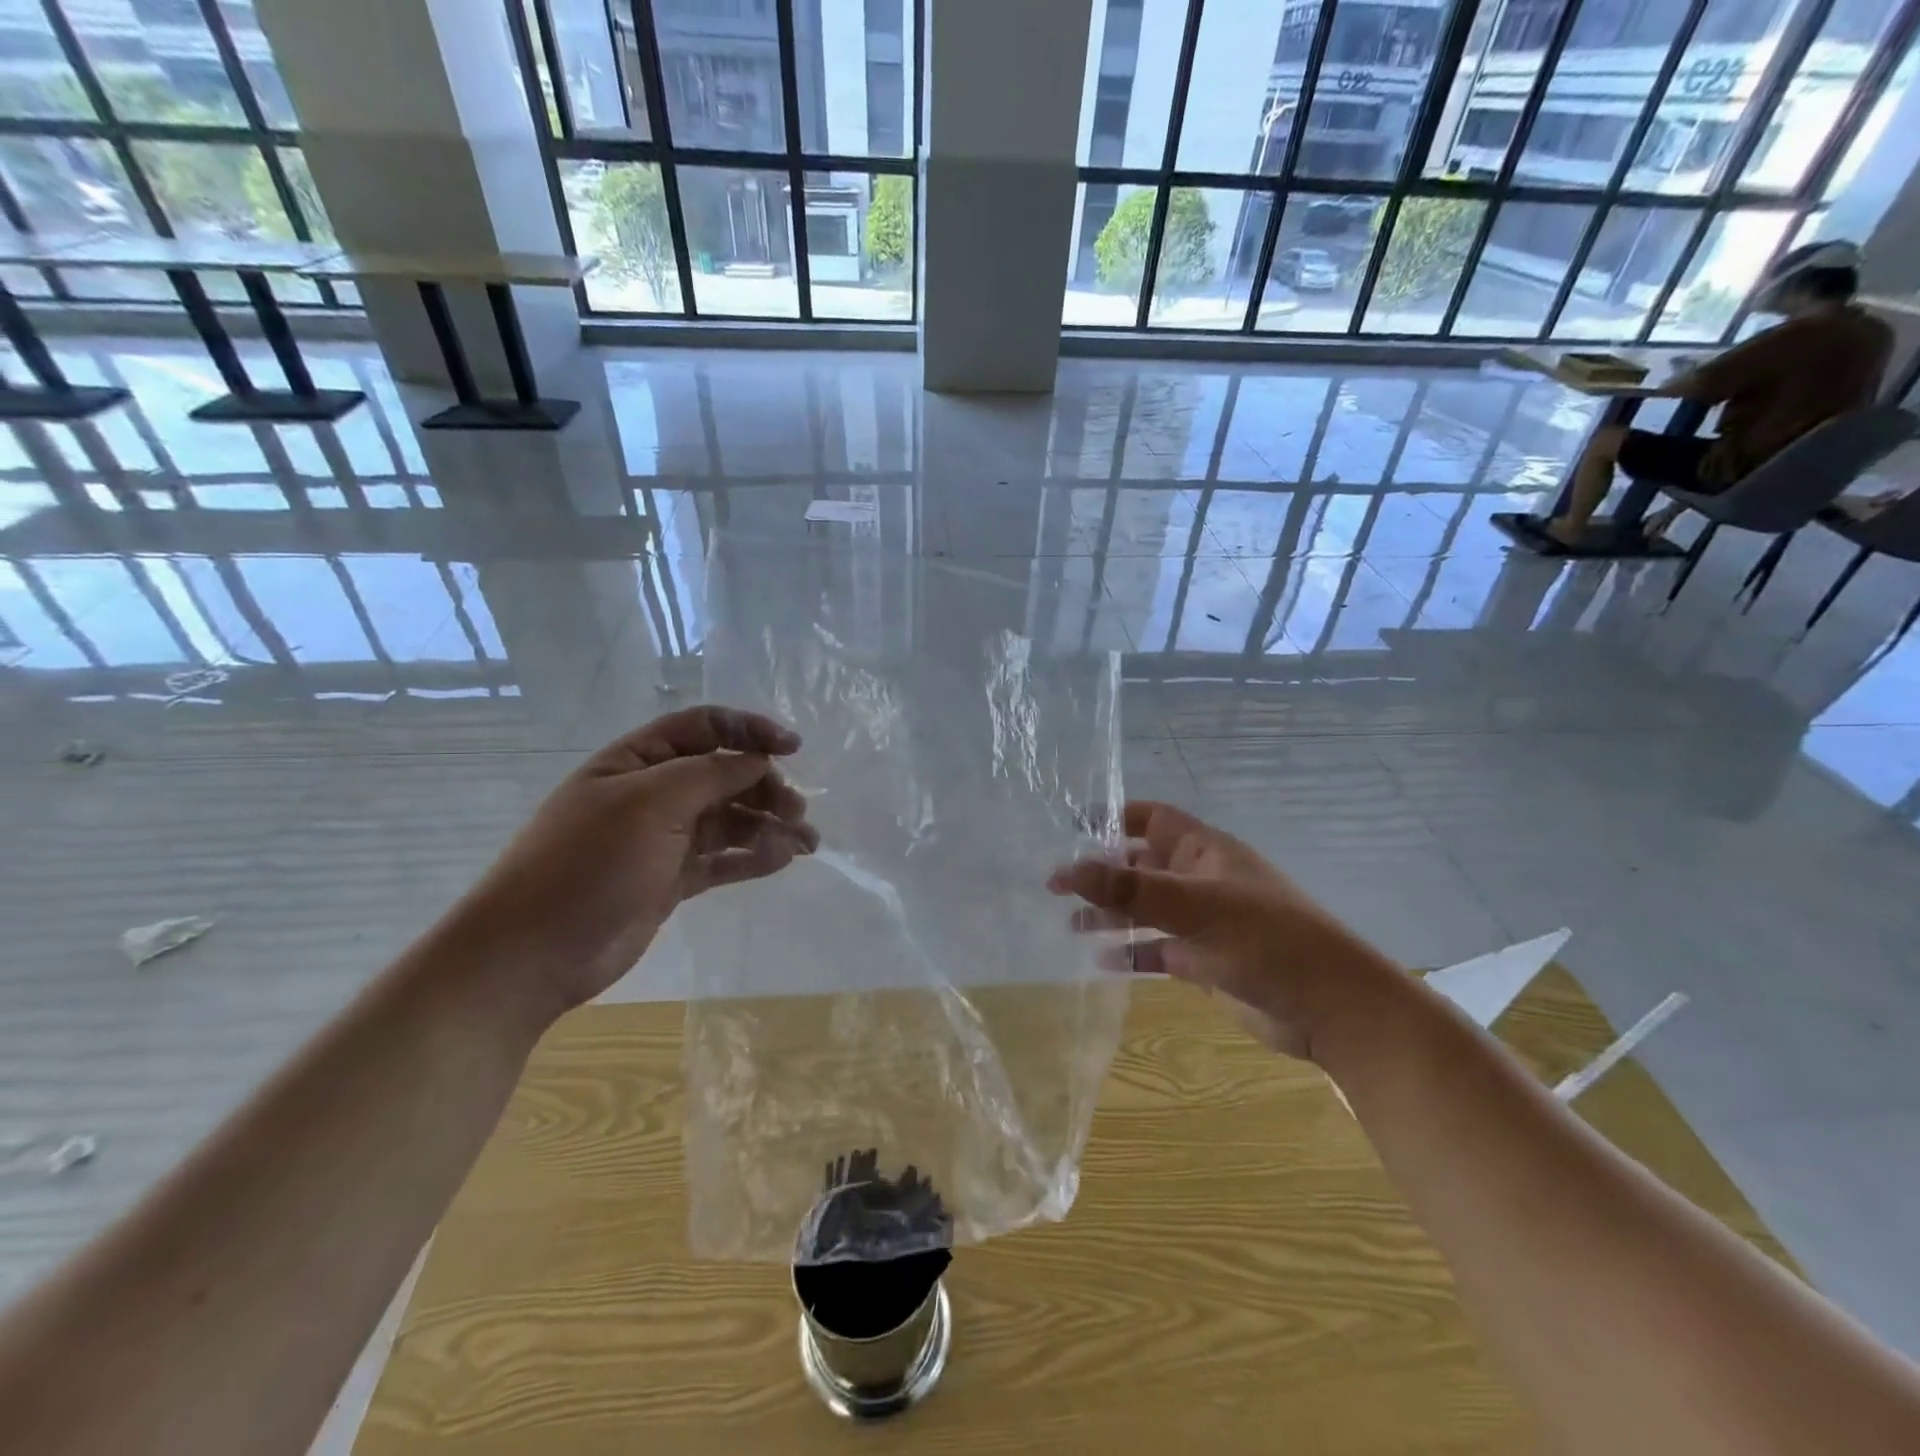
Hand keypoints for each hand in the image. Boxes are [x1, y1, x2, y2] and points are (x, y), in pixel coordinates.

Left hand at [451, 706, 817, 1019]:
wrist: (534, 952)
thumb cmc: (589, 862)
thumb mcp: (651, 803)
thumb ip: (711, 775)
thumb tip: (760, 760)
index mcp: (638, 760)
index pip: (705, 728)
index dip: (751, 732)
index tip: (794, 749)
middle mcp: (654, 792)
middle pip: (725, 775)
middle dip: (766, 787)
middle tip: (797, 811)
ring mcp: (664, 838)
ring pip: (730, 819)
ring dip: (769, 824)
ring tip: (805, 843)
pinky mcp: (673, 879)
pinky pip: (724, 858)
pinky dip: (754, 856)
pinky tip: (781, 859)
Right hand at [1047, 801, 1401, 1061]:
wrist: (1331, 1009)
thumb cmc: (1267, 940)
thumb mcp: (1195, 906)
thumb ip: (1130, 888)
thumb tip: (1066, 868)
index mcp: (1204, 851)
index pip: (1151, 818)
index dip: (1113, 817)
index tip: (1070, 826)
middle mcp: (1200, 880)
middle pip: (1141, 866)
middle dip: (1102, 873)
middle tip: (1056, 887)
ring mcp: (1202, 923)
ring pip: (1145, 910)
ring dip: (1110, 915)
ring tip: (1070, 925)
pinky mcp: (1204, 962)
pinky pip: (1157, 950)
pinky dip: (1131, 954)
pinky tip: (1101, 962)